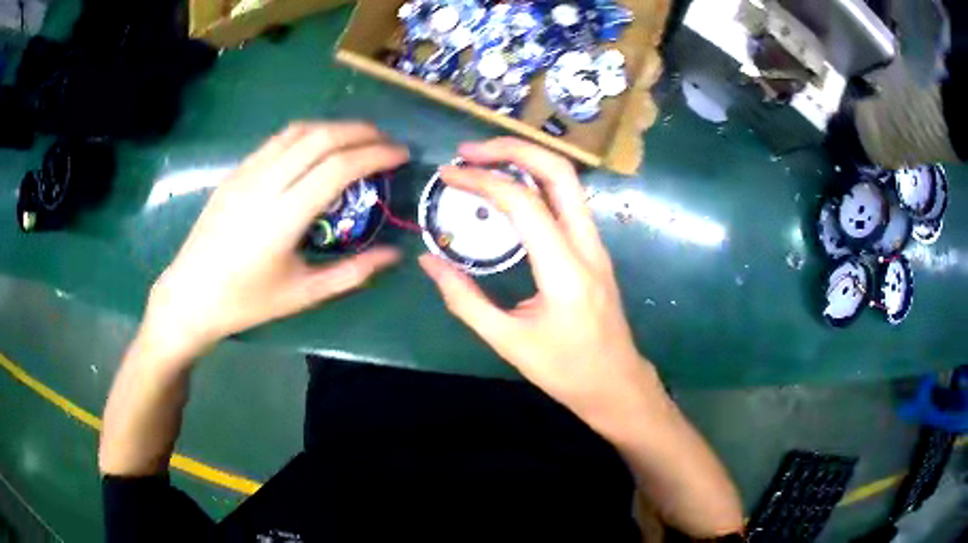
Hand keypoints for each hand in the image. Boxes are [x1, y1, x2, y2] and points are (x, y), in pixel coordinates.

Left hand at [144, 122, 407, 357]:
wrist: (189, 295)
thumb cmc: (245, 302)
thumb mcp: (302, 295)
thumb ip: (352, 273)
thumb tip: (394, 255)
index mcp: (282, 217)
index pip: (338, 167)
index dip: (376, 154)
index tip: (400, 155)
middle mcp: (264, 184)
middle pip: (321, 138)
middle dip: (362, 132)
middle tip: (386, 142)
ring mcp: (246, 173)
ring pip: (298, 131)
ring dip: (334, 127)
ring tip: (358, 139)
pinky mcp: (235, 172)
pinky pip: (277, 140)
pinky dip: (307, 134)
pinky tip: (317, 148)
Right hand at [419, 138, 648, 420]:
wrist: (616, 383)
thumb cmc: (565, 370)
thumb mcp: (507, 341)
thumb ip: (464, 298)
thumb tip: (429, 262)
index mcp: (565, 269)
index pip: (524, 203)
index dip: (482, 180)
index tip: (448, 174)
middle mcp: (587, 245)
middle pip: (559, 171)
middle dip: (513, 148)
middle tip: (470, 151)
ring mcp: (596, 243)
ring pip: (567, 180)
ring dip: (526, 160)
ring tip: (484, 161)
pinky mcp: (594, 248)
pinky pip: (567, 199)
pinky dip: (536, 181)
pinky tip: (509, 189)